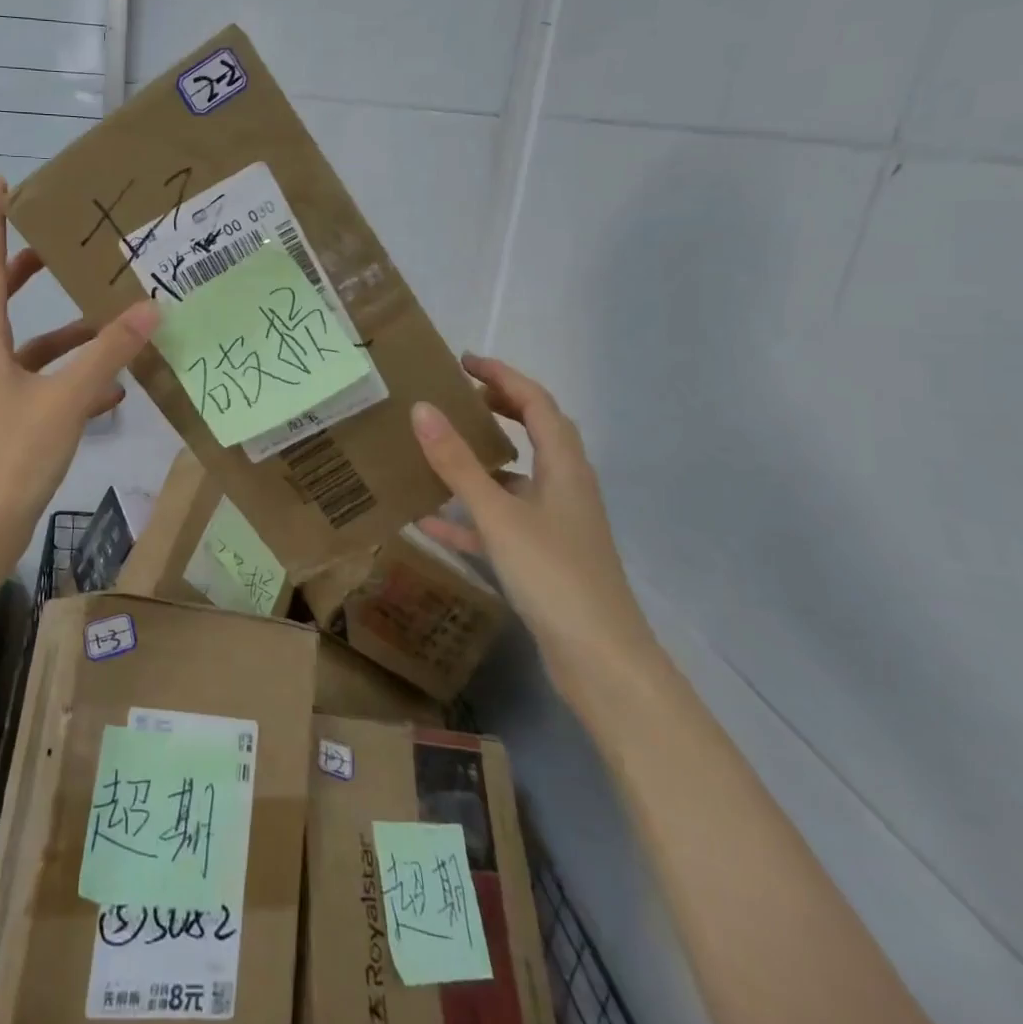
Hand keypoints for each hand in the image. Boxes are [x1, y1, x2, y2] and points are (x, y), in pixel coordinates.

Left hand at [0, 178, 159, 560]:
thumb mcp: (67, 399)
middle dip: (28, 273)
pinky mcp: (8, 419)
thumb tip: (149, 308)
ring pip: (31, 348)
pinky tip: (114, 392)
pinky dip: (72, 379)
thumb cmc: (15, 455)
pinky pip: (42, 385)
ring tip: (112, 326)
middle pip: (1, 302)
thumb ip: (109, 353)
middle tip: (61, 249)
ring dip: (67, 337)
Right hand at [411, 355, 657, 695]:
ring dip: (480, 462)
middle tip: (455, 397)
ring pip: (515, 480)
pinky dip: (468, 517)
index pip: (537, 403)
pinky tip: (429, 523)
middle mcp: (564, 489)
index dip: (503, 376)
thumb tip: (422, 409)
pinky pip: (499, 524)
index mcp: (565, 467)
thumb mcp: (498, 515)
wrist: (601, 662)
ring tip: (437, 451)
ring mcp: (555, 526)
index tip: (464, 361)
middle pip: (534, 434)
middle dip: (498, 410)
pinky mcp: (542, 560)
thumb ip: (458, 463)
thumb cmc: (554, 576)